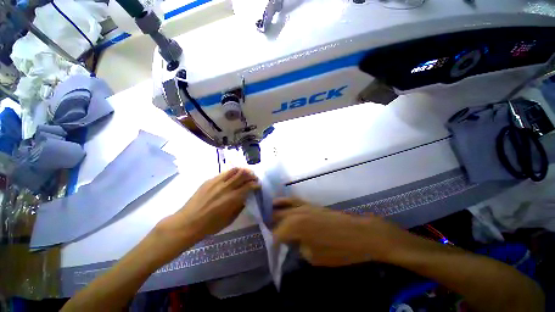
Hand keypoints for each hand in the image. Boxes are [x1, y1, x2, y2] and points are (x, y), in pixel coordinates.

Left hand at [155, 168, 259, 250]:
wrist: (188, 222)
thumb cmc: (210, 225)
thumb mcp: (230, 219)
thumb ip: (240, 206)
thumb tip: (246, 197)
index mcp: (233, 198)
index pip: (249, 186)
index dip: (256, 184)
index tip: (258, 185)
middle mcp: (226, 187)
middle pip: (243, 174)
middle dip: (251, 175)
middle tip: (254, 178)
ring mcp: (217, 182)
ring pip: (234, 170)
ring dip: (243, 170)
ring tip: (246, 173)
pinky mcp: (209, 180)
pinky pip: (224, 173)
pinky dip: (232, 172)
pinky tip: (233, 176)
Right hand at [272, 198, 408, 265]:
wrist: (360, 234)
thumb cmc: (339, 250)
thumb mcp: (314, 257)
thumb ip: (299, 246)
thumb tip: (294, 241)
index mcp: (295, 226)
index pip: (277, 235)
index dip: (273, 243)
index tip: (273, 250)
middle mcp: (296, 213)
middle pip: (277, 216)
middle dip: (271, 224)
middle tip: (268, 232)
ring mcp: (304, 206)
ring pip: (283, 204)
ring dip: (276, 210)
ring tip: (269, 215)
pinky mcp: (311, 204)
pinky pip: (294, 200)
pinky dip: (286, 202)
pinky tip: (283, 205)